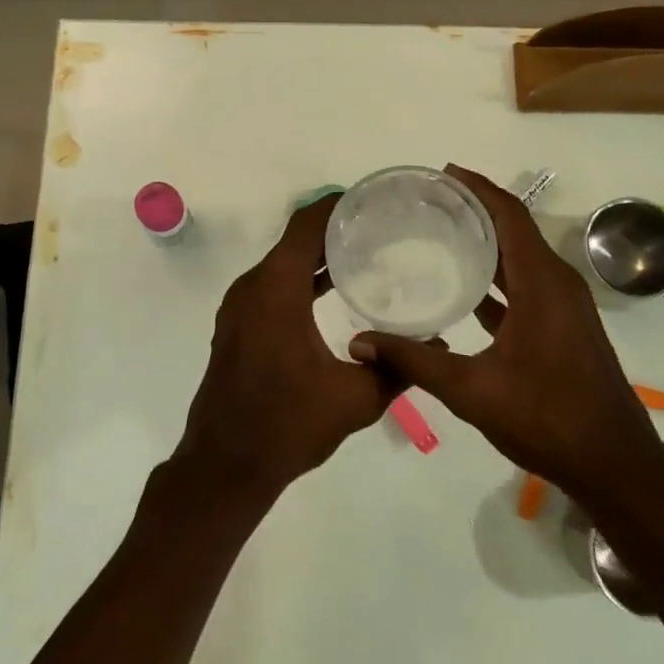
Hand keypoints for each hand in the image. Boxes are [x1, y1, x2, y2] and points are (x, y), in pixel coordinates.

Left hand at [173, 194, 398, 504]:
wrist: (226, 464)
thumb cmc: (287, 424)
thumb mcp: (354, 399)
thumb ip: (398, 367)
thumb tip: (438, 344)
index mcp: (275, 289)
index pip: (306, 225)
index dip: (337, 205)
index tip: (373, 198)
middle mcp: (253, 287)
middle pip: (295, 240)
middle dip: (335, 228)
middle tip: (382, 226)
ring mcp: (240, 306)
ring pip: (282, 263)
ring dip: (317, 255)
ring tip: (365, 253)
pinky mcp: (238, 325)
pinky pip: (272, 285)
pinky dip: (301, 279)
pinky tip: (334, 291)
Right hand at [347, 165, 663, 509]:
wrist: (614, 465)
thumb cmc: (547, 418)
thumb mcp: (472, 390)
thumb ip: (414, 361)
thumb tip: (359, 343)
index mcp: (542, 283)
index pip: (509, 215)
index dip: (478, 188)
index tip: (442, 173)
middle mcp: (557, 283)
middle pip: (515, 229)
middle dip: (475, 208)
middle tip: (429, 201)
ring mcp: (563, 306)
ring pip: (521, 257)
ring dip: (486, 241)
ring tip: (440, 233)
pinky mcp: (563, 326)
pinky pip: (526, 284)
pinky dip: (496, 275)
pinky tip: (463, 288)